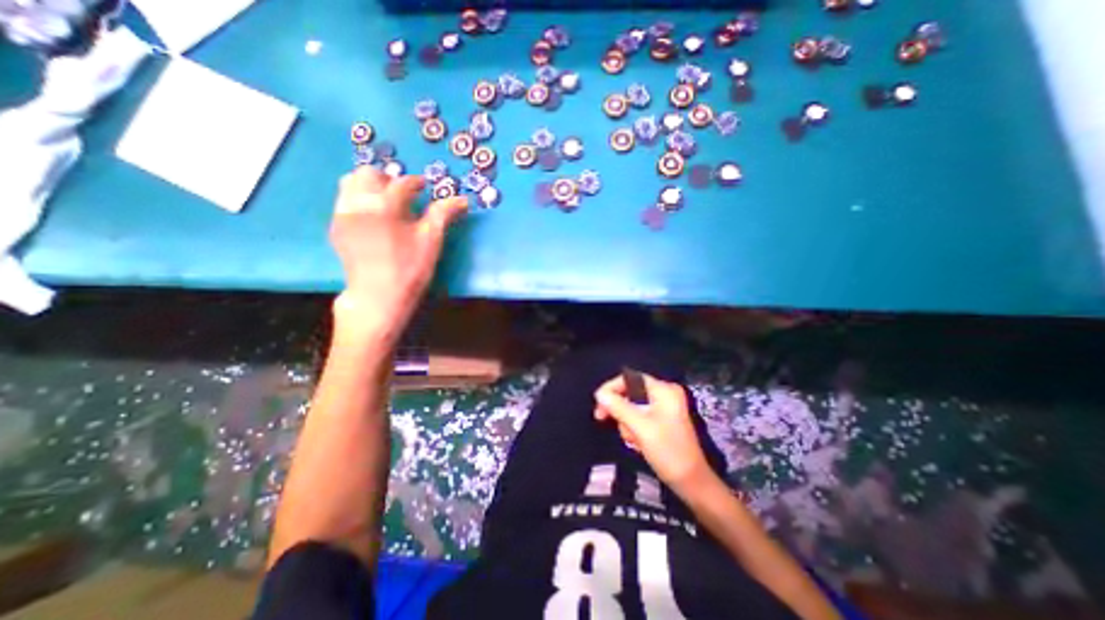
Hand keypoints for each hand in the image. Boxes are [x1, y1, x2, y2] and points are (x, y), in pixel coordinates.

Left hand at [326, 168, 465, 338]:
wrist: (378, 295)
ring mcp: (343, 214)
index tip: (424, 187)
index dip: (416, 183)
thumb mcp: (431, 240)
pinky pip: (343, 200)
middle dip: (388, 179)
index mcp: (385, 205)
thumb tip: (462, 199)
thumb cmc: (409, 268)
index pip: (402, 183)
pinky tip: (372, 217)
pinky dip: (358, 199)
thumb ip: (443, 214)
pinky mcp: (336, 226)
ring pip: (350, 183)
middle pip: (369, 173)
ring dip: (370, 185)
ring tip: (386, 201)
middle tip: (404, 194)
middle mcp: (359, 203)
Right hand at [597, 373, 717, 497]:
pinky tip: (638, 443)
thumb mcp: (640, 427)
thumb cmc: (668, 452)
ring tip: (633, 440)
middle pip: (630, 392)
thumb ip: (618, 407)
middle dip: (619, 409)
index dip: (612, 388)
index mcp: (664, 390)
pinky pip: (638, 417)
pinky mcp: (661, 421)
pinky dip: (633, 429)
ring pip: (631, 407)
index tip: (599, 403)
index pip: (631, 378)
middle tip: (602, 418)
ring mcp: (663, 408)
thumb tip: (599, 393)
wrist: (692, 483)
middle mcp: (664, 394)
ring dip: (626, 423)